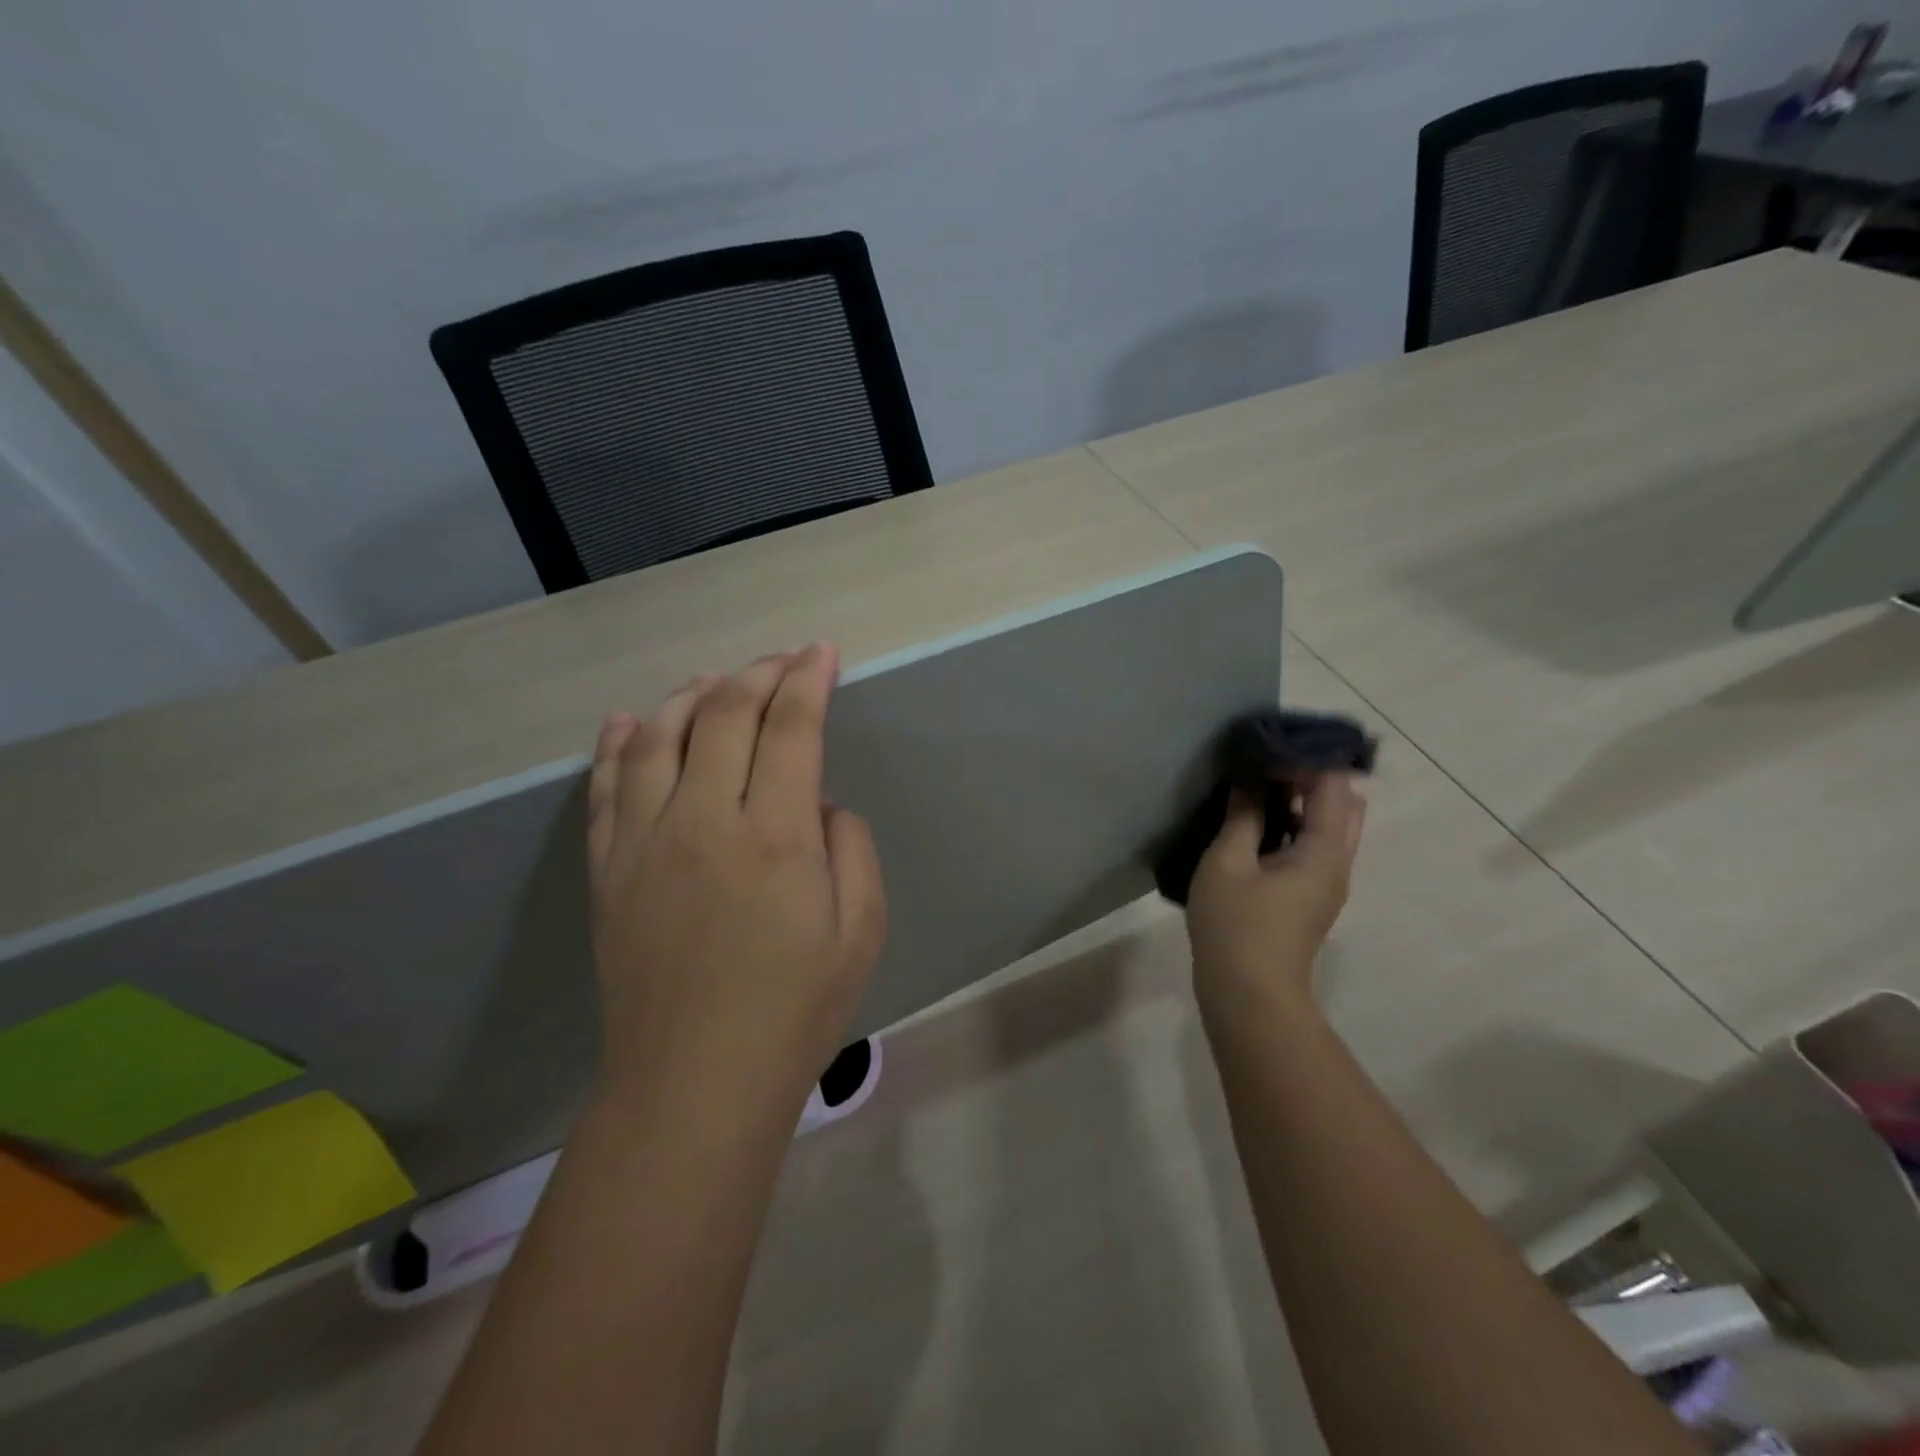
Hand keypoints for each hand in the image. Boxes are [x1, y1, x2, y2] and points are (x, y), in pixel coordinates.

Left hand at [585, 643, 887, 1111]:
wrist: (694, 1084)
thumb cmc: (794, 1011)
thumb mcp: (861, 930)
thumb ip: (851, 846)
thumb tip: (817, 803)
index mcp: (775, 836)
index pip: (791, 729)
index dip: (809, 680)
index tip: (822, 652)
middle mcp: (704, 820)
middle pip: (724, 715)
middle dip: (759, 674)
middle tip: (784, 659)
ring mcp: (644, 841)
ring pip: (660, 736)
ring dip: (692, 694)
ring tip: (717, 681)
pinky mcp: (607, 868)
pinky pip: (607, 786)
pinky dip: (619, 743)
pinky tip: (629, 720)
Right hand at [1185, 774, 1366, 1023]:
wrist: (1249, 994)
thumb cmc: (1236, 924)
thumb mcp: (1228, 862)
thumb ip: (1243, 816)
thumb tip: (1250, 780)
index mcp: (1325, 850)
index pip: (1334, 785)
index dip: (1303, 760)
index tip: (1264, 753)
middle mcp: (1338, 863)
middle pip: (1344, 804)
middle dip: (1311, 778)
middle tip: (1265, 770)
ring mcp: (1328, 883)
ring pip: (1331, 828)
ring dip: (1302, 804)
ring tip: (1256, 794)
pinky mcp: (1312, 899)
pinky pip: (1316, 848)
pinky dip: (1295, 827)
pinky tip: (1256, 829)